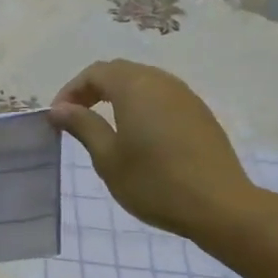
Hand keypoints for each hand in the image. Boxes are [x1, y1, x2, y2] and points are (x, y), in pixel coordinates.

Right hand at [48, 60, 261, 239]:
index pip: (95, 73)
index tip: (57, 117)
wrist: (219, 205)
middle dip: (93, 89)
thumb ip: (83, 126)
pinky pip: (163, 97)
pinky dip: (142, 106)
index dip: (71, 90)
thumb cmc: (154, 182)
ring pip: (144, 82)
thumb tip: (60, 108)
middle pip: (120, 72)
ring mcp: (185, 96)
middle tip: (76, 117)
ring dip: (119, 96)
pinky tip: (139, 135)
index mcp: (135, 87)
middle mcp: (161, 81)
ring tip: (104, 125)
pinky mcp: (200, 113)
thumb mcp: (108, 158)